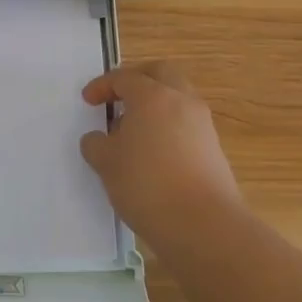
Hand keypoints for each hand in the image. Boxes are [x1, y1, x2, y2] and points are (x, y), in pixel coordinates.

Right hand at [81, 62, 242, 246]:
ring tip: (133, 131)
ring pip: (177, 99)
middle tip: (118, 97)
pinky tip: (153, 154)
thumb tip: (99, 139)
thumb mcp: (106, 164)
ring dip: (155, 106)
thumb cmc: (147, 185)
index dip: (102, 86)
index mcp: (153, 96)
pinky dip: (168, 128)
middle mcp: (181, 101)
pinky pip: (186, 125)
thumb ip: (97, 144)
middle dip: (138, 80)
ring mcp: (202, 125)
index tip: (88, 101)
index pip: (124, 78)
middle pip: (161, 74)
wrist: (204, 226)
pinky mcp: (214, 150)